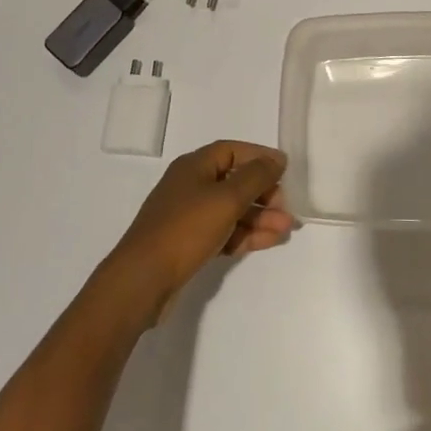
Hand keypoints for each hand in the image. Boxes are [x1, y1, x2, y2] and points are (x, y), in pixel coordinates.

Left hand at [100, 141, 296, 323]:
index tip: (285, 170)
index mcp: (194, 166)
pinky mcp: (189, 244)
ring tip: (286, 229)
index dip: (259, 157)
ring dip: (259, 217)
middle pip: (234, 181)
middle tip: (286, 208)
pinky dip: (246, 234)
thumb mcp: (226, 198)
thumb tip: (276, 159)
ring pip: (231, 210)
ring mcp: (188, 217)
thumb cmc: (186, 229)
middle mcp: (190, 186)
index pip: (232, 150)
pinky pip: (224, 231)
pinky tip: (269, 241)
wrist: (143, 279)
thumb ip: (256, 176)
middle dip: (263, 193)